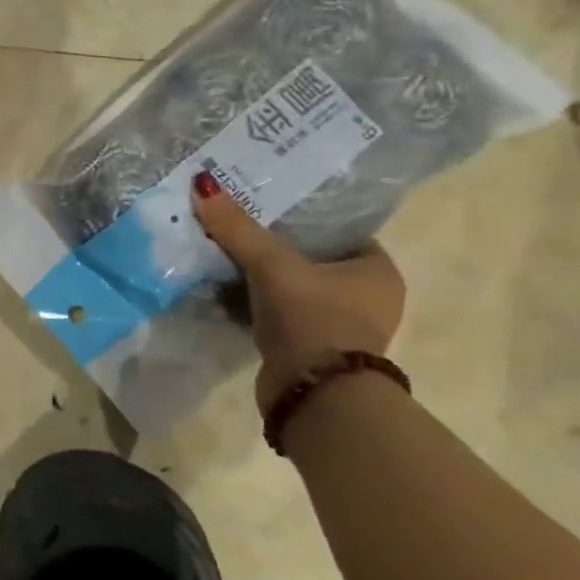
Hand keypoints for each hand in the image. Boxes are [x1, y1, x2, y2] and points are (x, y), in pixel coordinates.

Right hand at [190, 171, 405, 412]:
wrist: (314, 396)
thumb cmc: (312, 319)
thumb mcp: (272, 265)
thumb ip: (238, 228)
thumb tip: (202, 184)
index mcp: (377, 271)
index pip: (338, 230)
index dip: (301, 216)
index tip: (263, 206)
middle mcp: (369, 298)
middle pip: (312, 258)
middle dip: (275, 246)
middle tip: (236, 226)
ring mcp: (342, 328)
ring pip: (295, 288)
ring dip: (264, 278)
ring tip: (224, 255)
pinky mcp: (314, 350)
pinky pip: (283, 313)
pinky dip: (259, 304)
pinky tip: (227, 292)